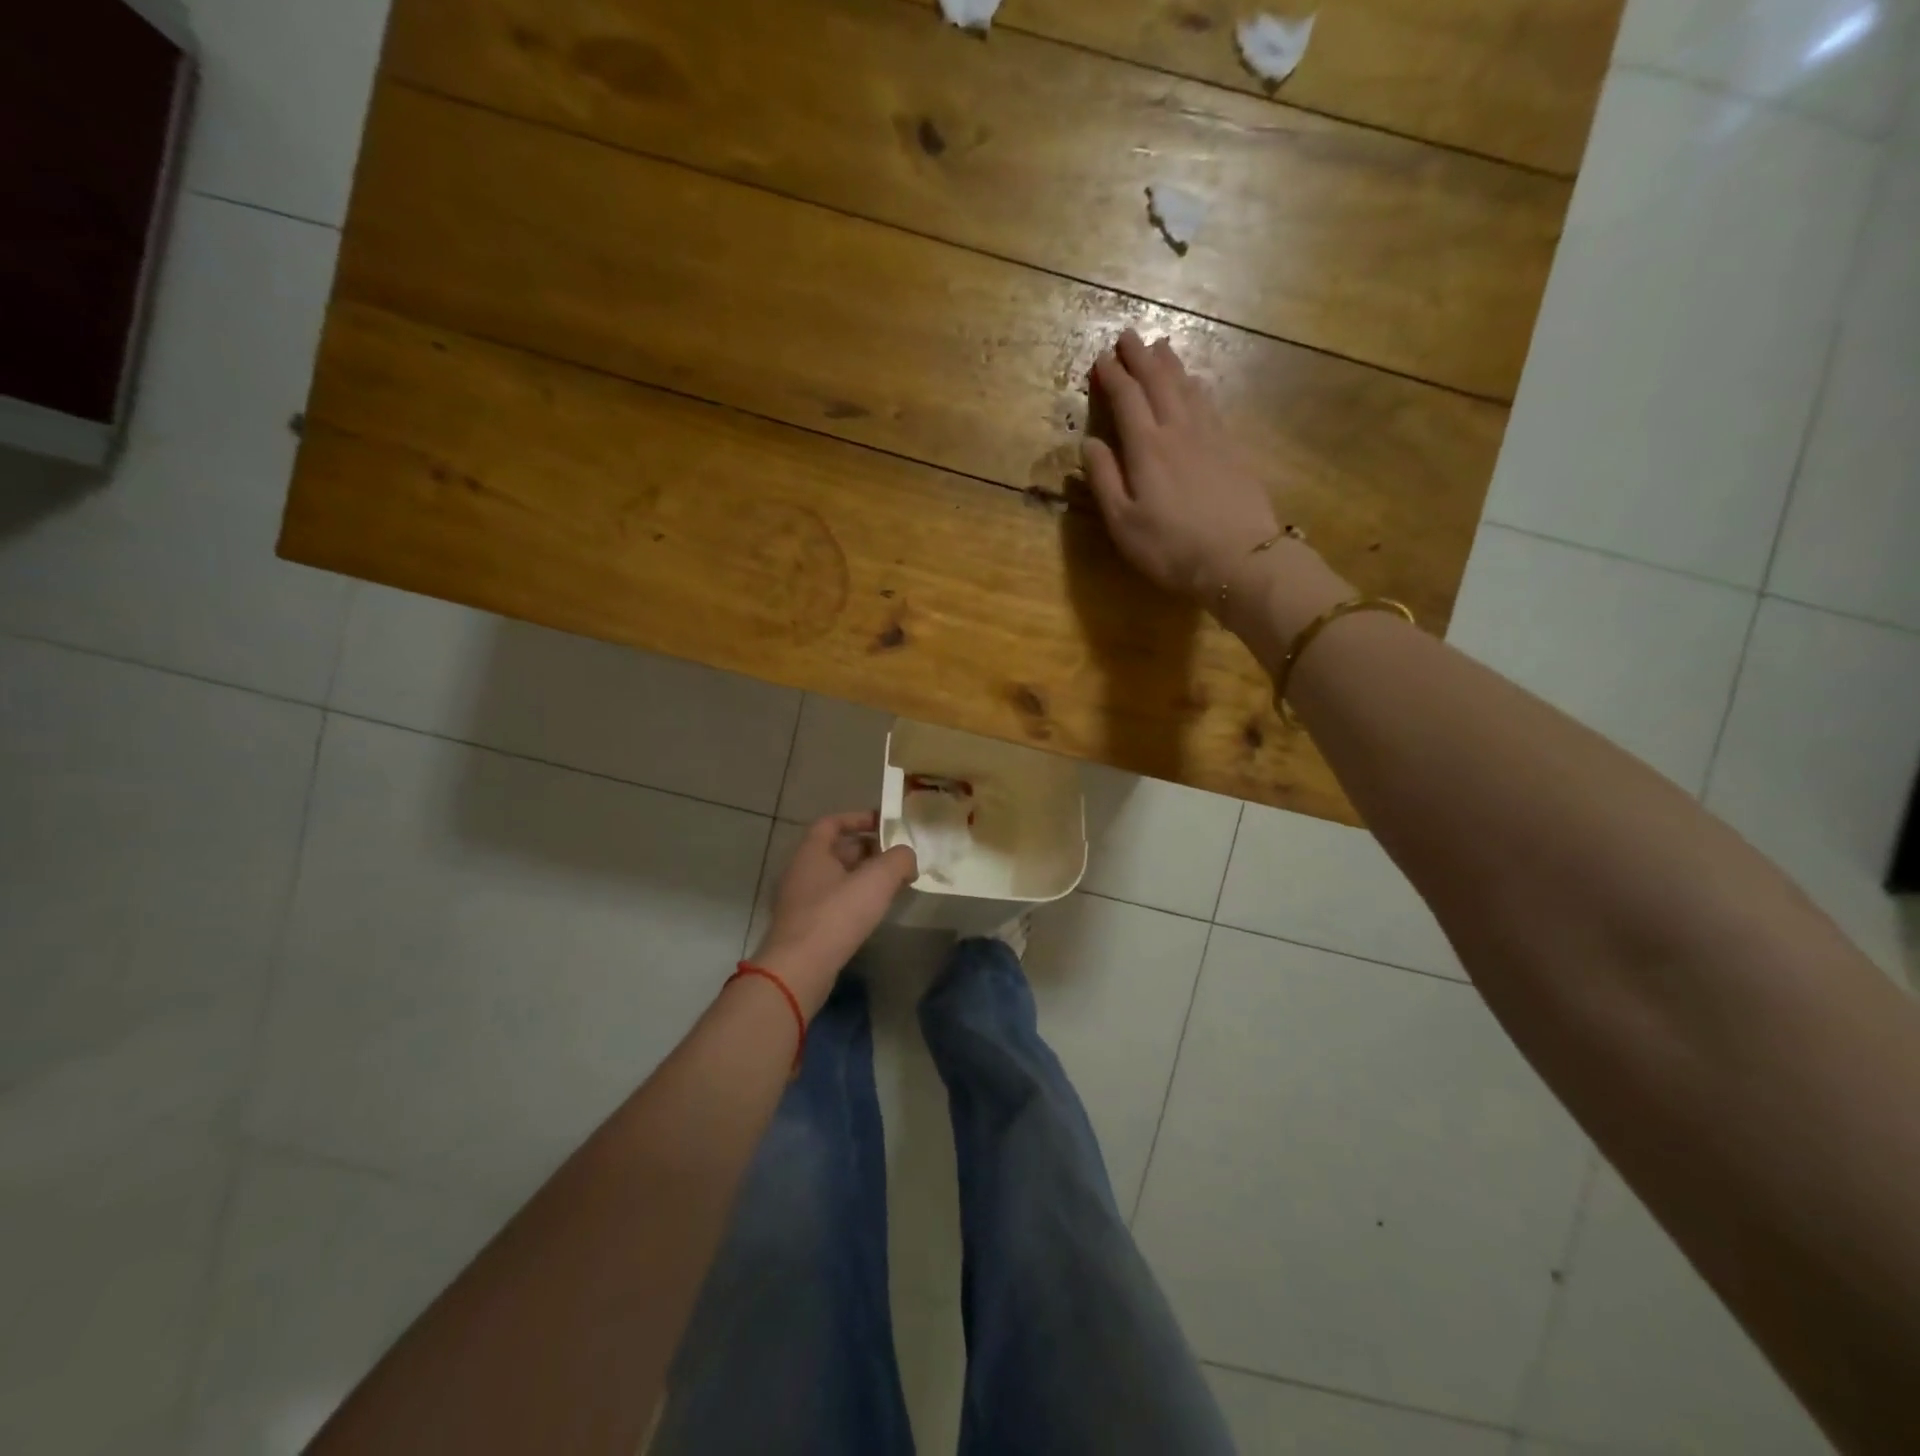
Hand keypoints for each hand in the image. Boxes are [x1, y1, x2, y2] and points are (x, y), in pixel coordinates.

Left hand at [752, 811, 917, 1015]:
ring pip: (835, 878)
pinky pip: (832, 902)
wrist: (799, 969)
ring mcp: (798, 901)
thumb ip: (899, 859)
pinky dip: (854, 900)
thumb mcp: (877, 880)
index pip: (831, 822)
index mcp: (811, 852)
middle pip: (836, 850)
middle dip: (868, 851)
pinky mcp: (803, 927)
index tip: (884, 824)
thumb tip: (907, 857)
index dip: (858, 818)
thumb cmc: (836, 915)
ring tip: (892, 886)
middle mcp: (800, 871)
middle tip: (896, 859)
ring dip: (863, 877)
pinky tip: (874, 912)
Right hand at [1084, 330, 1280, 600]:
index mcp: (1146, 448)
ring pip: (1187, 388)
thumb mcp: (1123, 523)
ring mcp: (1210, 436)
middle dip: (1141, 357)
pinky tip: (1196, 383)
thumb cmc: (1170, 547)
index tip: (1101, 358)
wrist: (1239, 558)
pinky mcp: (1232, 448)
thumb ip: (1104, 480)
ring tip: (1161, 346)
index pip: (1126, 399)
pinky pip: (1210, 404)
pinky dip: (1197, 386)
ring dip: (1171, 365)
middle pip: (1158, 383)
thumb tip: (1088, 443)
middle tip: (1128, 335)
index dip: (1113, 376)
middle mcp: (1178, 430)